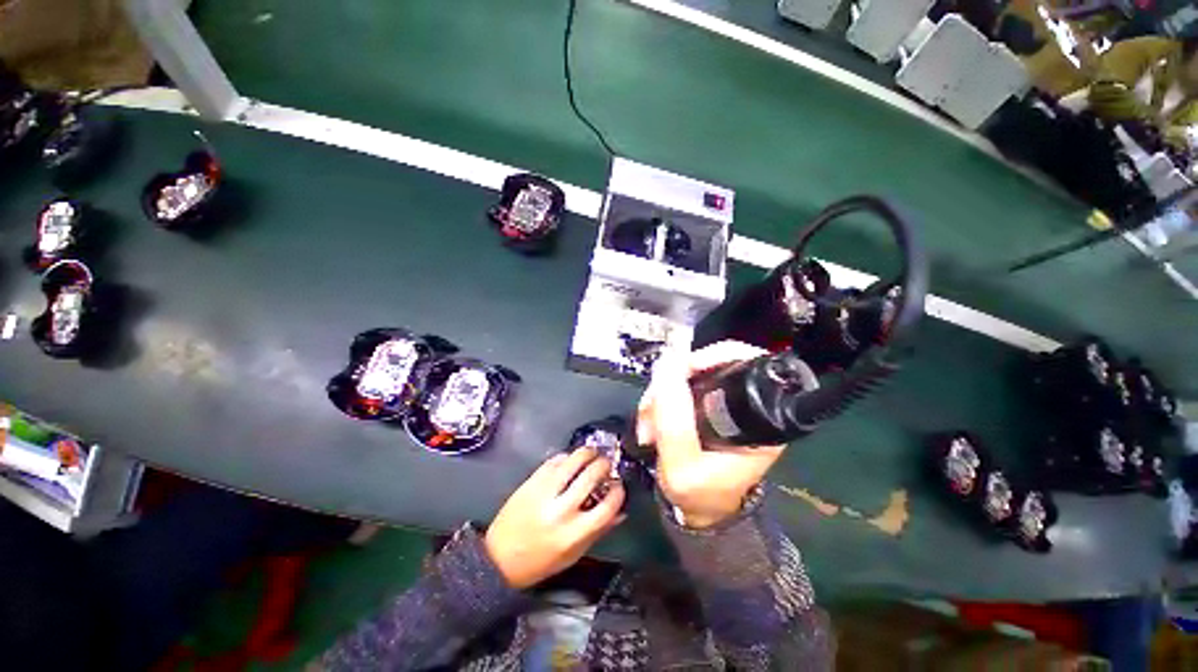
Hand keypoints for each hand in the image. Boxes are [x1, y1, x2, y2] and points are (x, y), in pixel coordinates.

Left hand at [484, 448, 624, 588]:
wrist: (498, 558)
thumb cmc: (539, 562)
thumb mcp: (573, 554)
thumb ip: (599, 531)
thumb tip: (621, 511)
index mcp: (575, 533)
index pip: (608, 506)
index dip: (618, 492)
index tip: (618, 486)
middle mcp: (562, 509)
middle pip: (592, 476)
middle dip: (605, 465)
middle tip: (607, 464)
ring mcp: (545, 492)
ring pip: (574, 461)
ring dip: (588, 452)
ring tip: (593, 453)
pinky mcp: (532, 481)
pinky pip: (554, 461)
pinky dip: (566, 457)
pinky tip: (570, 460)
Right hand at [636, 341, 784, 528]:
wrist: (698, 510)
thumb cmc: (700, 495)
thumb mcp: (683, 468)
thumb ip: (674, 423)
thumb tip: (666, 368)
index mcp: (759, 419)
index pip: (746, 362)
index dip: (711, 357)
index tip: (678, 372)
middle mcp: (745, 405)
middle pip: (710, 364)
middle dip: (673, 381)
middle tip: (649, 410)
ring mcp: (722, 403)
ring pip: (688, 374)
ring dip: (660, 394)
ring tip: (647, 426)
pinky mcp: (704, 405)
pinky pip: (678, 387)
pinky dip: (660, 399)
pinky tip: (650, 422)